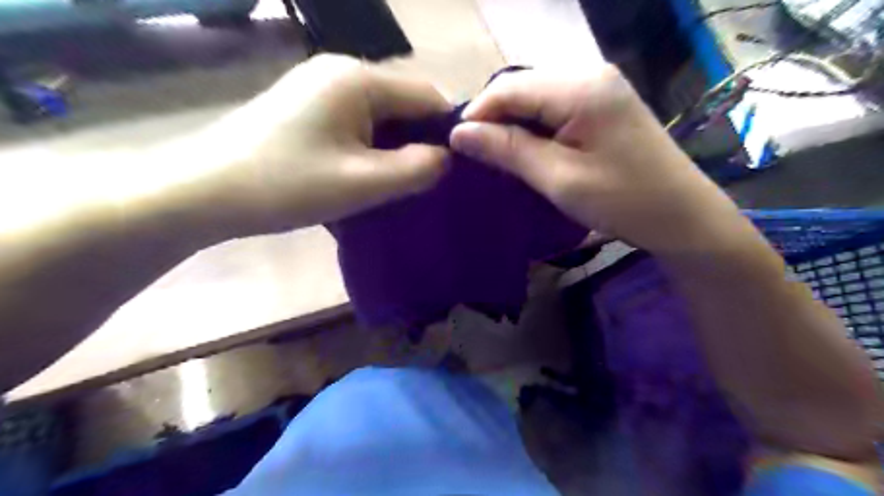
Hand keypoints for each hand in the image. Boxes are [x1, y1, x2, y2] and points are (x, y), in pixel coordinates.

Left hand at [198, 54, 451, 234]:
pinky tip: (362, 173)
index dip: (447, 132)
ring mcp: (320, 86)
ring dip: (392, 149)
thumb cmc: (286, 185)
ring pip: (380, 116)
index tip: (450, 171)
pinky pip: (356, 122)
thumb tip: (447, 158)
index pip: (427, 96)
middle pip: (403, 104)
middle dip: (417, 143)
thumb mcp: (362, 183)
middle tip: (420, 184)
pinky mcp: (306, 105)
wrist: (204, 192)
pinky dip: (369, 147)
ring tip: (393, 184)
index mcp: (357, 79)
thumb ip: (416, 169)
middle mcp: (341, 71)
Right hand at [452, 64, 740, 253]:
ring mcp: (600, 86)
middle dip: (494, 119)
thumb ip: (508, 150)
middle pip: (523, 87)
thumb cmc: (622, 200)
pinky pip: (554, 107)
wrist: (681, 215)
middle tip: (475, 155)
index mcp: (581, 87)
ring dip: (513, 124)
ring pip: (536, 97)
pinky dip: (534, 127)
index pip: (510, 87)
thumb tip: (459, 133)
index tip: (456, 146)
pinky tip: (526, 149)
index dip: (478, 114)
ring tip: (495, 155)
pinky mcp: (603, 103)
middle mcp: (590, 73)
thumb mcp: (558, 178)